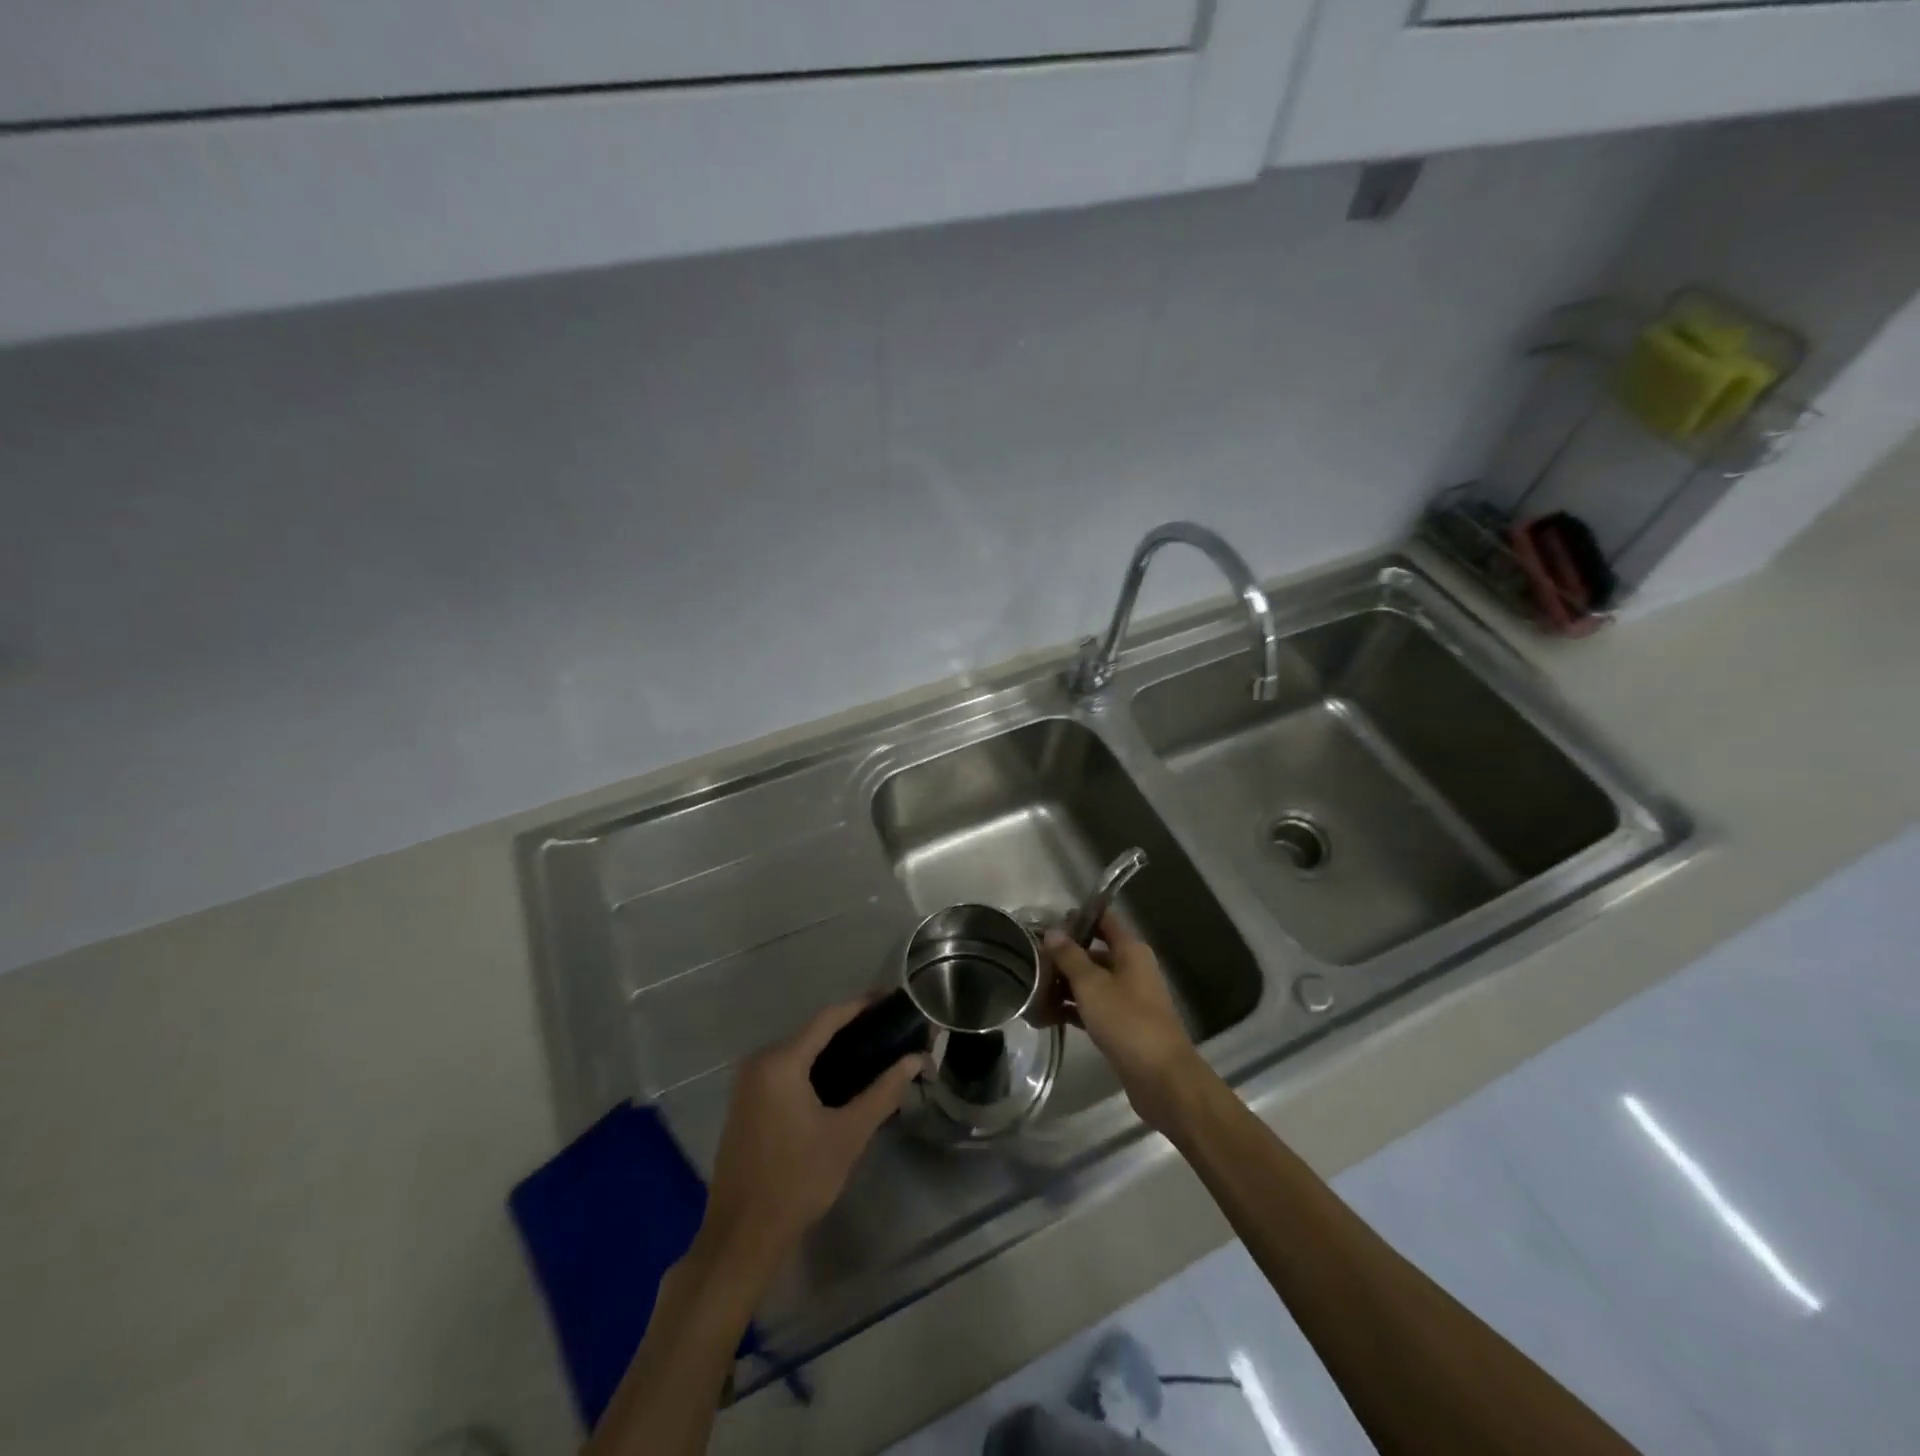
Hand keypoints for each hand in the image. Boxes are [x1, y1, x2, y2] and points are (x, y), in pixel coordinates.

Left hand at [696, 1001, 922, 1279]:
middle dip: (852, 1030)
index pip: (828, 1018)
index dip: (861, 1005)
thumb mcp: (848, 1135)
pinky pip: (786, 1071)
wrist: (742, 1237)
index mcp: (780, 1062)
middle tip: (890, 1033)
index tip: (892, 1000)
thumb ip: (883, 1092)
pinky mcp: (746, 1104)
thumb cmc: (798, 1181)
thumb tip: (915, 1059)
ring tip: (874, 1054)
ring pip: (799, 1053)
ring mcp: (748, 1084)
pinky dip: (814, 1070)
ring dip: (833, 1052)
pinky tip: (841, 1082)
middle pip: (813, 1034)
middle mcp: (759, 1062)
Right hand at [1043, 914, 1203, 1133]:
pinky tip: (1045, 1016)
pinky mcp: (1122, 1025)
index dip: (1078, 918)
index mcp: (1131, 951)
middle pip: (1094, 953)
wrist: (1162, 1078)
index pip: (1104, 920)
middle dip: (1063, 957)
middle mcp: (1132, 969)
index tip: (1046, 921)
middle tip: (1030, 960)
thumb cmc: (1127, 1021)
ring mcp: (1128, 999)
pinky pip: (1092, 1008)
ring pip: (1091, 983)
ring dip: (1064, 986)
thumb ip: (1070, 957)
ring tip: (1030, 990)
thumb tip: (1052, 932)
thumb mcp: (1092, 985)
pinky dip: (1072, 1009)